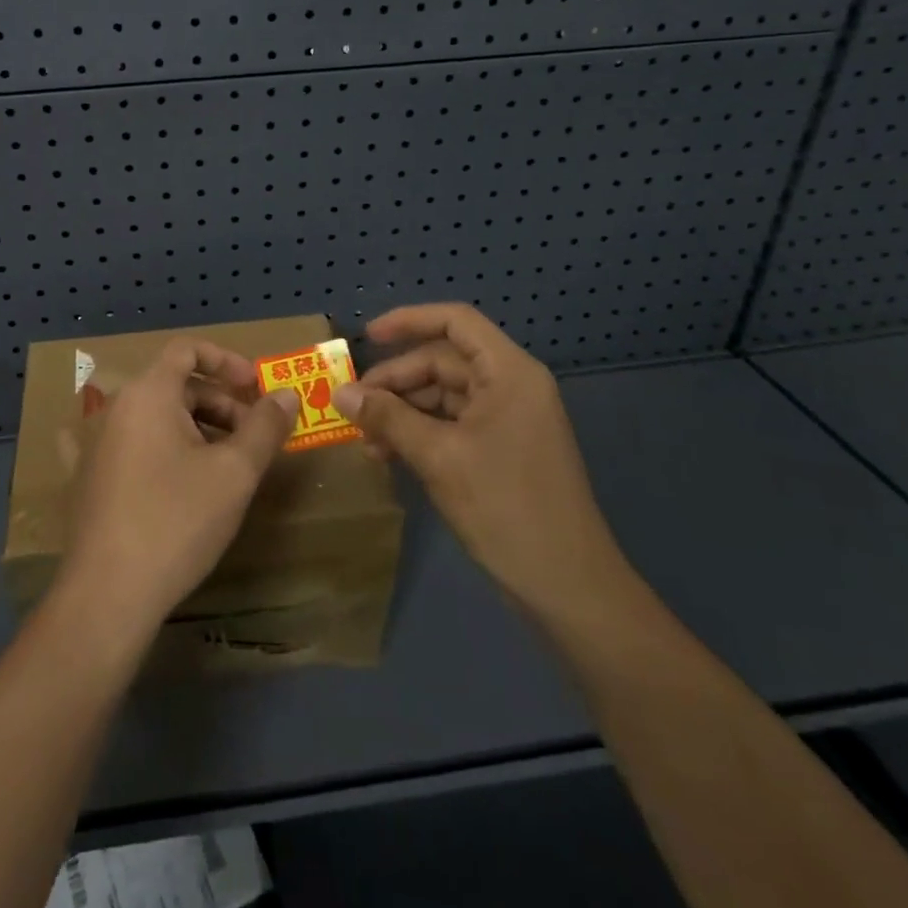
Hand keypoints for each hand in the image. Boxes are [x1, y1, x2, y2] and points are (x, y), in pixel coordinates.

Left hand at [57, 339, 300, 636]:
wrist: (107, 594)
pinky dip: (155, 448)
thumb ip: (265, 426)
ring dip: (194, 428)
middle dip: (219, 403)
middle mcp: (116, 407)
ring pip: (154, 416)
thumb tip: (286, 394)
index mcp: (148, 393)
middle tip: (253, 438)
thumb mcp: (234, 473)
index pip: (187, 349)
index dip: (227, 361)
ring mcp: (95, 442)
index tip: (256, 389)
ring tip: (224, 466)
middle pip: (175, 385)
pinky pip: (127, 445)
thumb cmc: (176, 521)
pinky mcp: (86, 476)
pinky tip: (165, 469)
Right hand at [334, 303, 629, 618]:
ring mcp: (507, 419)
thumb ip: (388, 418)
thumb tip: (340, 393)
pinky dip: (419, 433)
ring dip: (402, 412)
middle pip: (443, 361)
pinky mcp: (501, 450)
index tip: (366, 338)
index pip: (455, 322)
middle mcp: (510, 386)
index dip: (408, 320)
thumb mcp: (438, 457)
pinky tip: (389, 454)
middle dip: (395, 382)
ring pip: (443, 396)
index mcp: (508, 373)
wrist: (567, 587)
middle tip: (353, 408)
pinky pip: (451, 424)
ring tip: (366, 440)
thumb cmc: (505, 507)